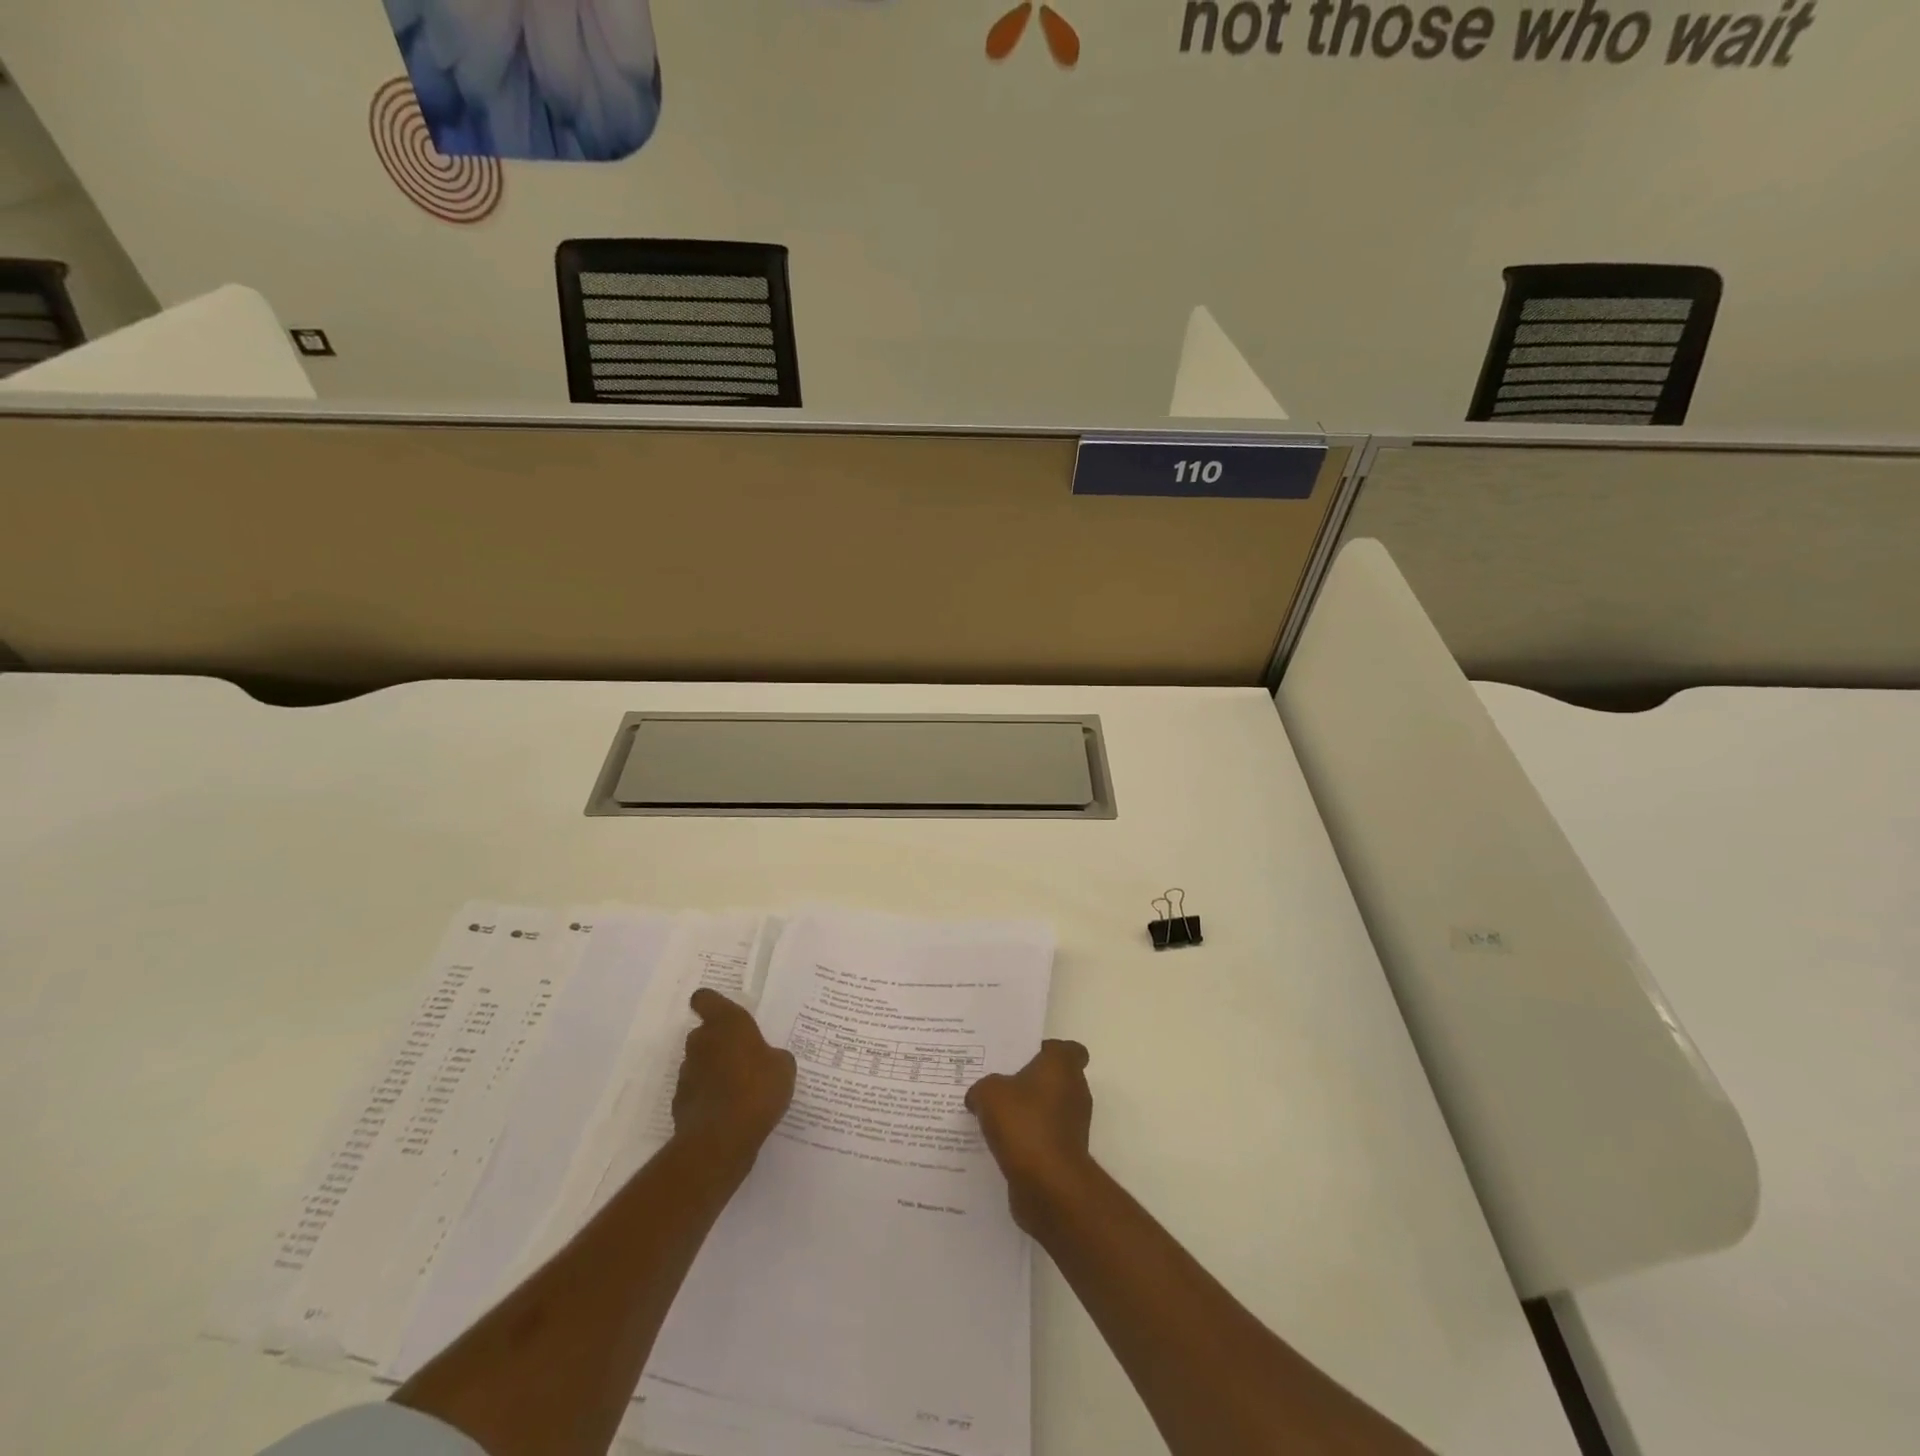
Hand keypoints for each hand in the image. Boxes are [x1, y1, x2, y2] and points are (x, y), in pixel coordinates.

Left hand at [671, 989, 796, 1167]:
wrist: (722, 1139)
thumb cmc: (758, 1088)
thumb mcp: (783, 1067)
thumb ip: (773, 1057)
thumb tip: (768, 1060)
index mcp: (726, 1023)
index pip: (706, 999)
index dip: (711, 1003)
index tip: (722, 1013)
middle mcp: (701, 1042)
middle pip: (704, 1034)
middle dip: (720, 1043)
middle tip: (744, 1058)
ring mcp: (686, 1073)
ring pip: (700, 1064)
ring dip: (714, 1072)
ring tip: (739, 1091)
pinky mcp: (680, 1103)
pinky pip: (697, 1093)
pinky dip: (708, 1099)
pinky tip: (728, 1113)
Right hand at [966, 1039, 1094, 1233]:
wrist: (1048, 1185)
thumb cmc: (1024, 1124)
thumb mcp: (989, 1093)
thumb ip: (982, 1087)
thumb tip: (978, 1096)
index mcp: (1062, 1066)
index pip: (1066, 1049)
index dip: (1047, 1051)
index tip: (1023, 1058)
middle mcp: (1075, 1091)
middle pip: (1054, 1079)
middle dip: (1029, 1083)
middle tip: (998, 1085)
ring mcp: (1073, 1125)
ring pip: (1047, 1110)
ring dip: (1027, 1114)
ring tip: (993, 1117)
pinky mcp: (1066, 1154)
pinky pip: (1043, 1138)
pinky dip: (1027, 1140)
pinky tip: (999, 1145)